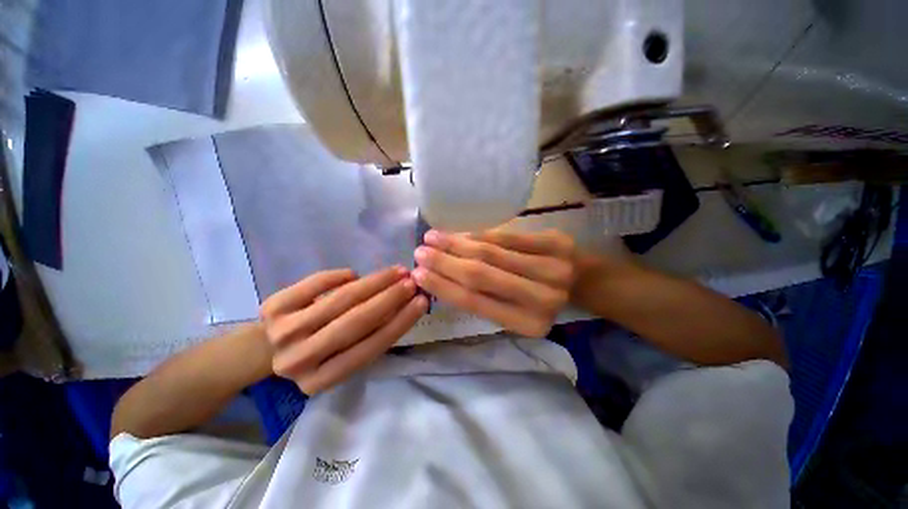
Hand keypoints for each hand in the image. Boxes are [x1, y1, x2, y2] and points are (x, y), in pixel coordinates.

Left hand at [260, 267, 427, 393]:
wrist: (263, 350)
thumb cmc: (315, 353)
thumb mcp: (342, 357)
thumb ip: (370, 336)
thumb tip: (404, 304)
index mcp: (321, 380)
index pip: (370, 348)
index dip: (400, 322)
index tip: (422, 301)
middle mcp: (300, 360)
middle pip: (355, 322)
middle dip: (390, 298)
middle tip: (412, 281)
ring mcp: (283, 332)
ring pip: (340, 301)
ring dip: (374, 282)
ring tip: (396, 271)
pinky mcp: (272, 306)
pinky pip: (316, 283)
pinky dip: (339, 275)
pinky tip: (354, 274)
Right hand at [412, 230, 575, 336]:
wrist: (583, 280)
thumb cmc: (541, 299)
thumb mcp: (515, 311)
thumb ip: (483, 299)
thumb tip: (442, 278)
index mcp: (528, 324)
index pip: (475, 302)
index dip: (443, 287)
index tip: (417, 274)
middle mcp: (541, 299)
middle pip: (480, 276)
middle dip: (444, 263)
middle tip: (419, 252)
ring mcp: (551, 268)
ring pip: (491, 253)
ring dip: (456, 244)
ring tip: (433, 237)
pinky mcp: (555, 242)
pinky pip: (507, 236)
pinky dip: (480, 233)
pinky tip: (460, 232)